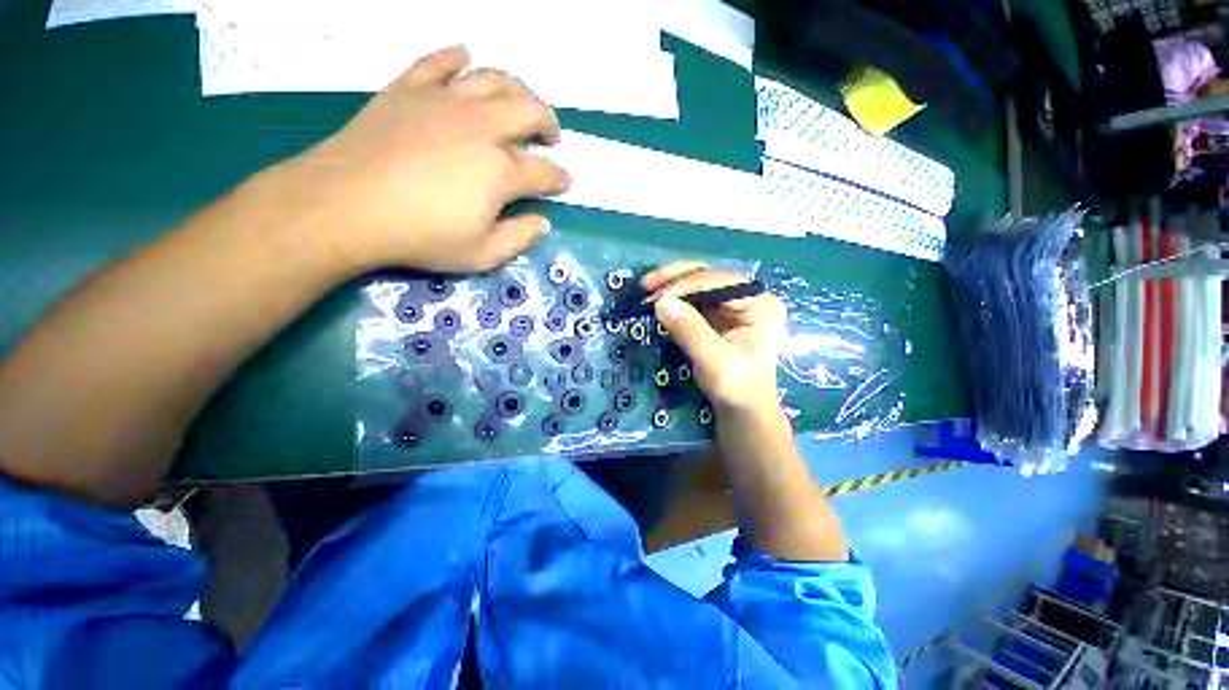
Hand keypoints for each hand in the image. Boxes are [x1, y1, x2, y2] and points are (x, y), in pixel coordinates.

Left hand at [287, 45, 570, 272]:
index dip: (559, 178)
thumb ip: (519, 238)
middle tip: (551, 136)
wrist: (346, 205)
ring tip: (520, 101)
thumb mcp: (482, 255)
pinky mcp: (409, 90)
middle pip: (529, 111)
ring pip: (492, 79)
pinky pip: (437, 62)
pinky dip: (454, 58)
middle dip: (548, 123)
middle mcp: (482, 127)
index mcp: (501, 171)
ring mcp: (444, 102)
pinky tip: (464, 59)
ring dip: (516, 88)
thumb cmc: (421, 237)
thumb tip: (543, 222)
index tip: (565, 183)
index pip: (544, 171)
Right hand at [645, 263, 786, 417]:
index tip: (654, 298)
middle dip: (675, 279)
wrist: (742, 411)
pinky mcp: (718, 315)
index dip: (683, 285)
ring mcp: (732, 305)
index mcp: (759, 303)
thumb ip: (690, 330)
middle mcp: (748, 297)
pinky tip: (657, 301)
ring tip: (646, 290)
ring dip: (671, 285)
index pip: (717, 282)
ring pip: (698, 283)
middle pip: (708, 276)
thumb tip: (661, 302)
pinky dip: (674, 299)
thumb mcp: (713, 361)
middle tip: (646, 285)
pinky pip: (693, 299)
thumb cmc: (736, 388)